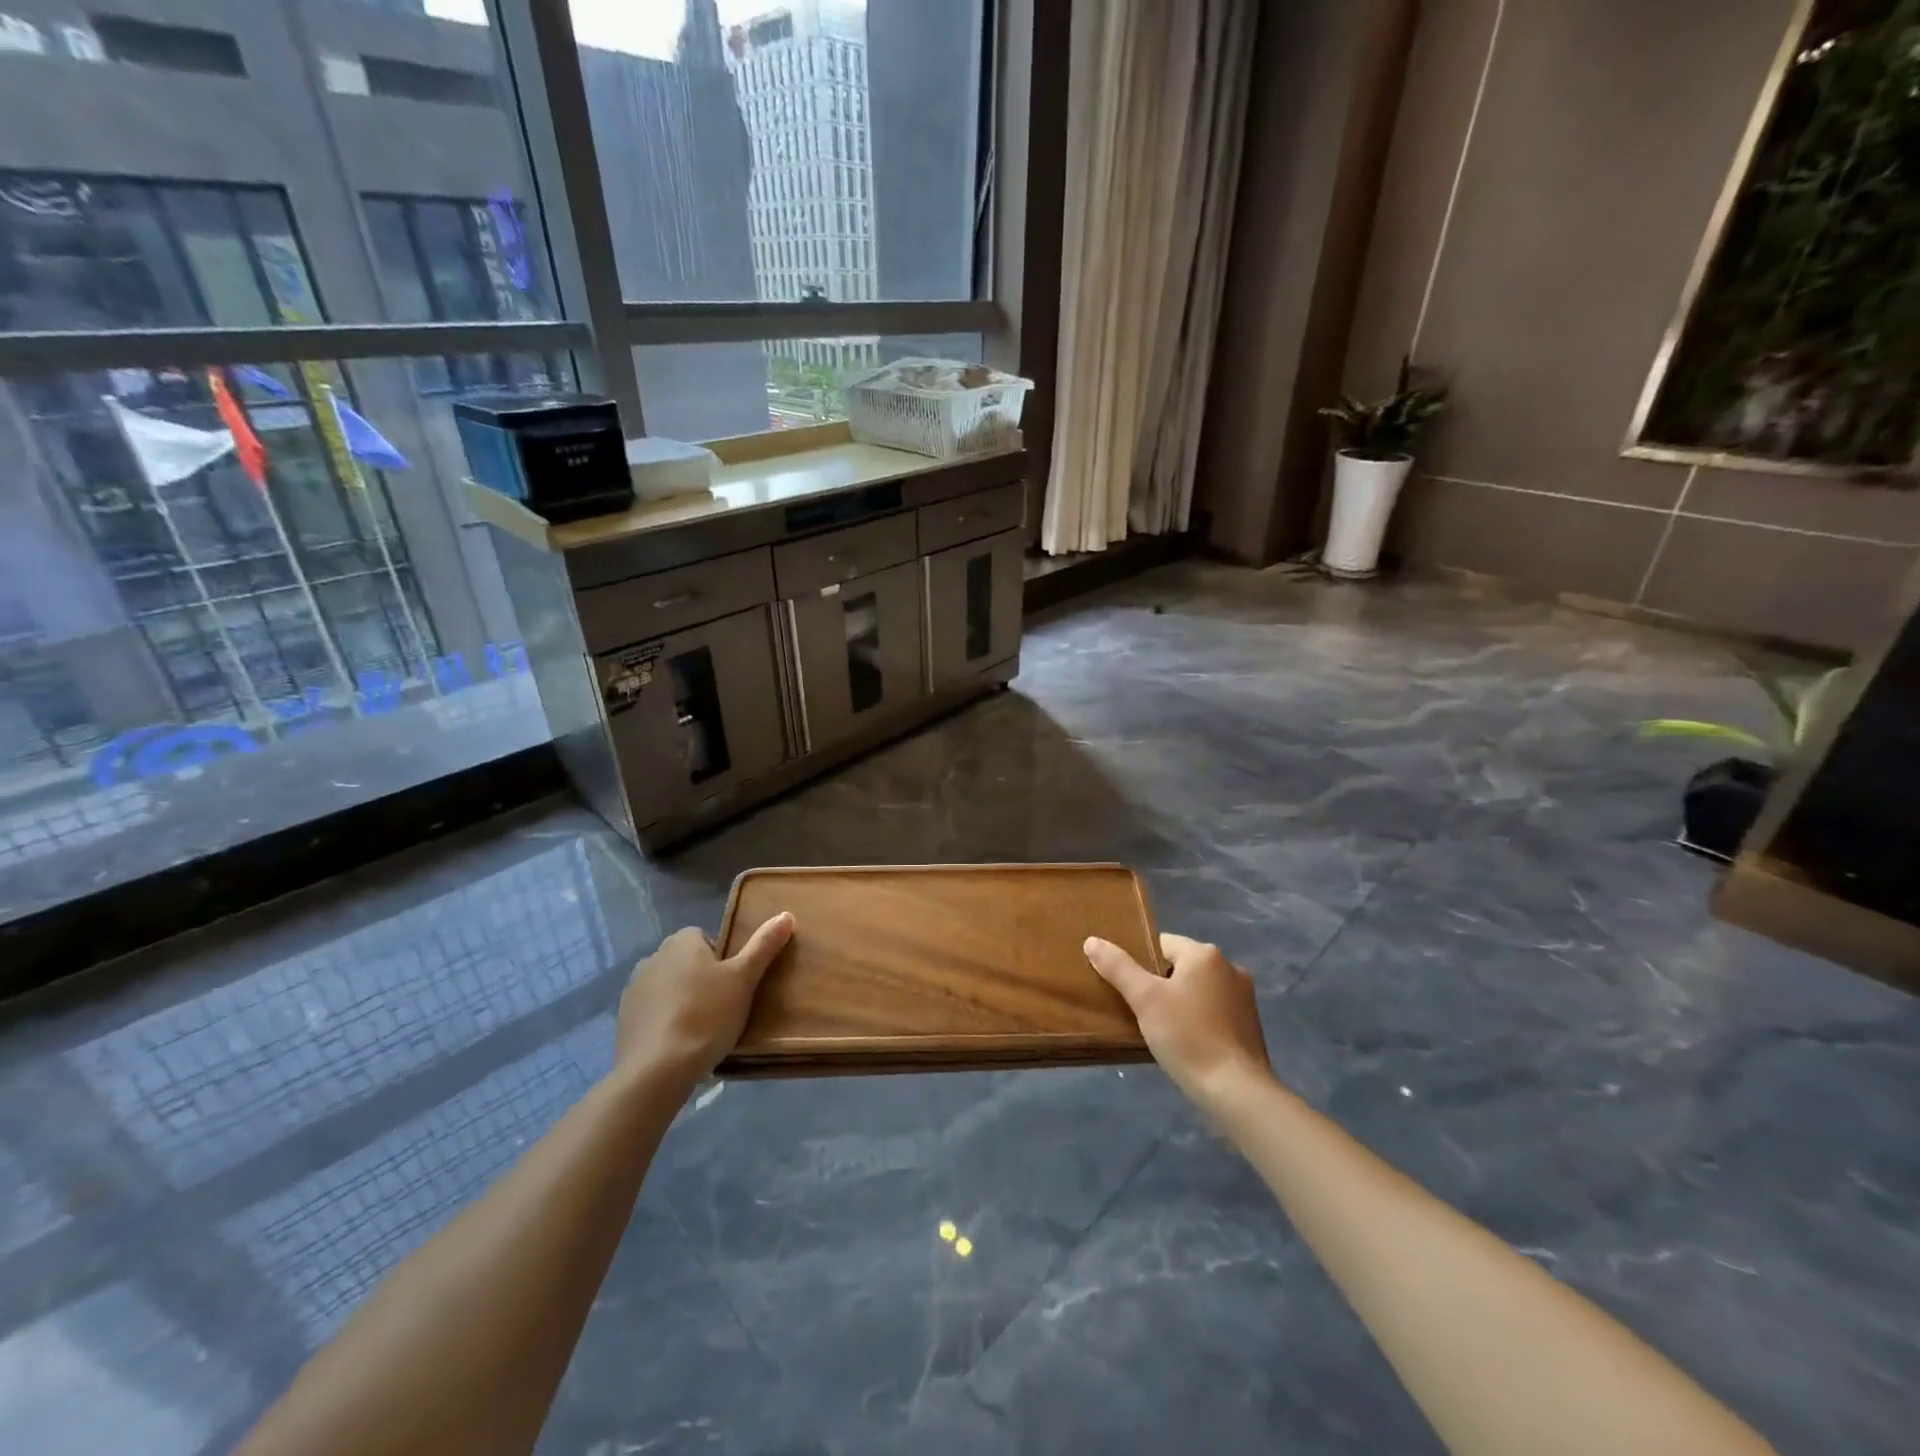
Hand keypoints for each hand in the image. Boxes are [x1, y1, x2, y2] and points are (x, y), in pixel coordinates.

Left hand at [614, 914, 794, 1088]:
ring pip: (668, 988)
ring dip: (682, 1001)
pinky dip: (665, 1023)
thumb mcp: (744, 979)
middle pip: (686, 963)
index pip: (705, 938)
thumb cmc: (706, 1015)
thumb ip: (764, 946)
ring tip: (703, 1030)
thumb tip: (786, 914)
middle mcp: (652, 958)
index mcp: (681, 942)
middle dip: (702, 980)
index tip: (734, 985)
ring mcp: (633, 991)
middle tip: (724, 1007)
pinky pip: (652, 1014)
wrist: (657, 1070)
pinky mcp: (623, 1022)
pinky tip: (680, 1045)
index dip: (722, 960)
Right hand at [1085, 932, 1272, 1108]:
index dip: (1140, 962)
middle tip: (1138, 1008)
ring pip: (1197, 989)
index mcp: (1205, 954)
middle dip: (1159, 983)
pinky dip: (1197, 1018)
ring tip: (1158, 1027)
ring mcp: (1244, 997)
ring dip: (1179, 1001)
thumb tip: (1092, 941)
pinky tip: (1185, 1041)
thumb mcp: (1145, 999)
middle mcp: (1230, 967)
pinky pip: (1214, 1010)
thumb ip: (1118, 967)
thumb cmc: (1187, 1036)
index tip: (1126, 986)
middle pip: (1180, 966)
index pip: (1161, 944)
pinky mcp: (1250, 1024)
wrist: (1236, 1091)